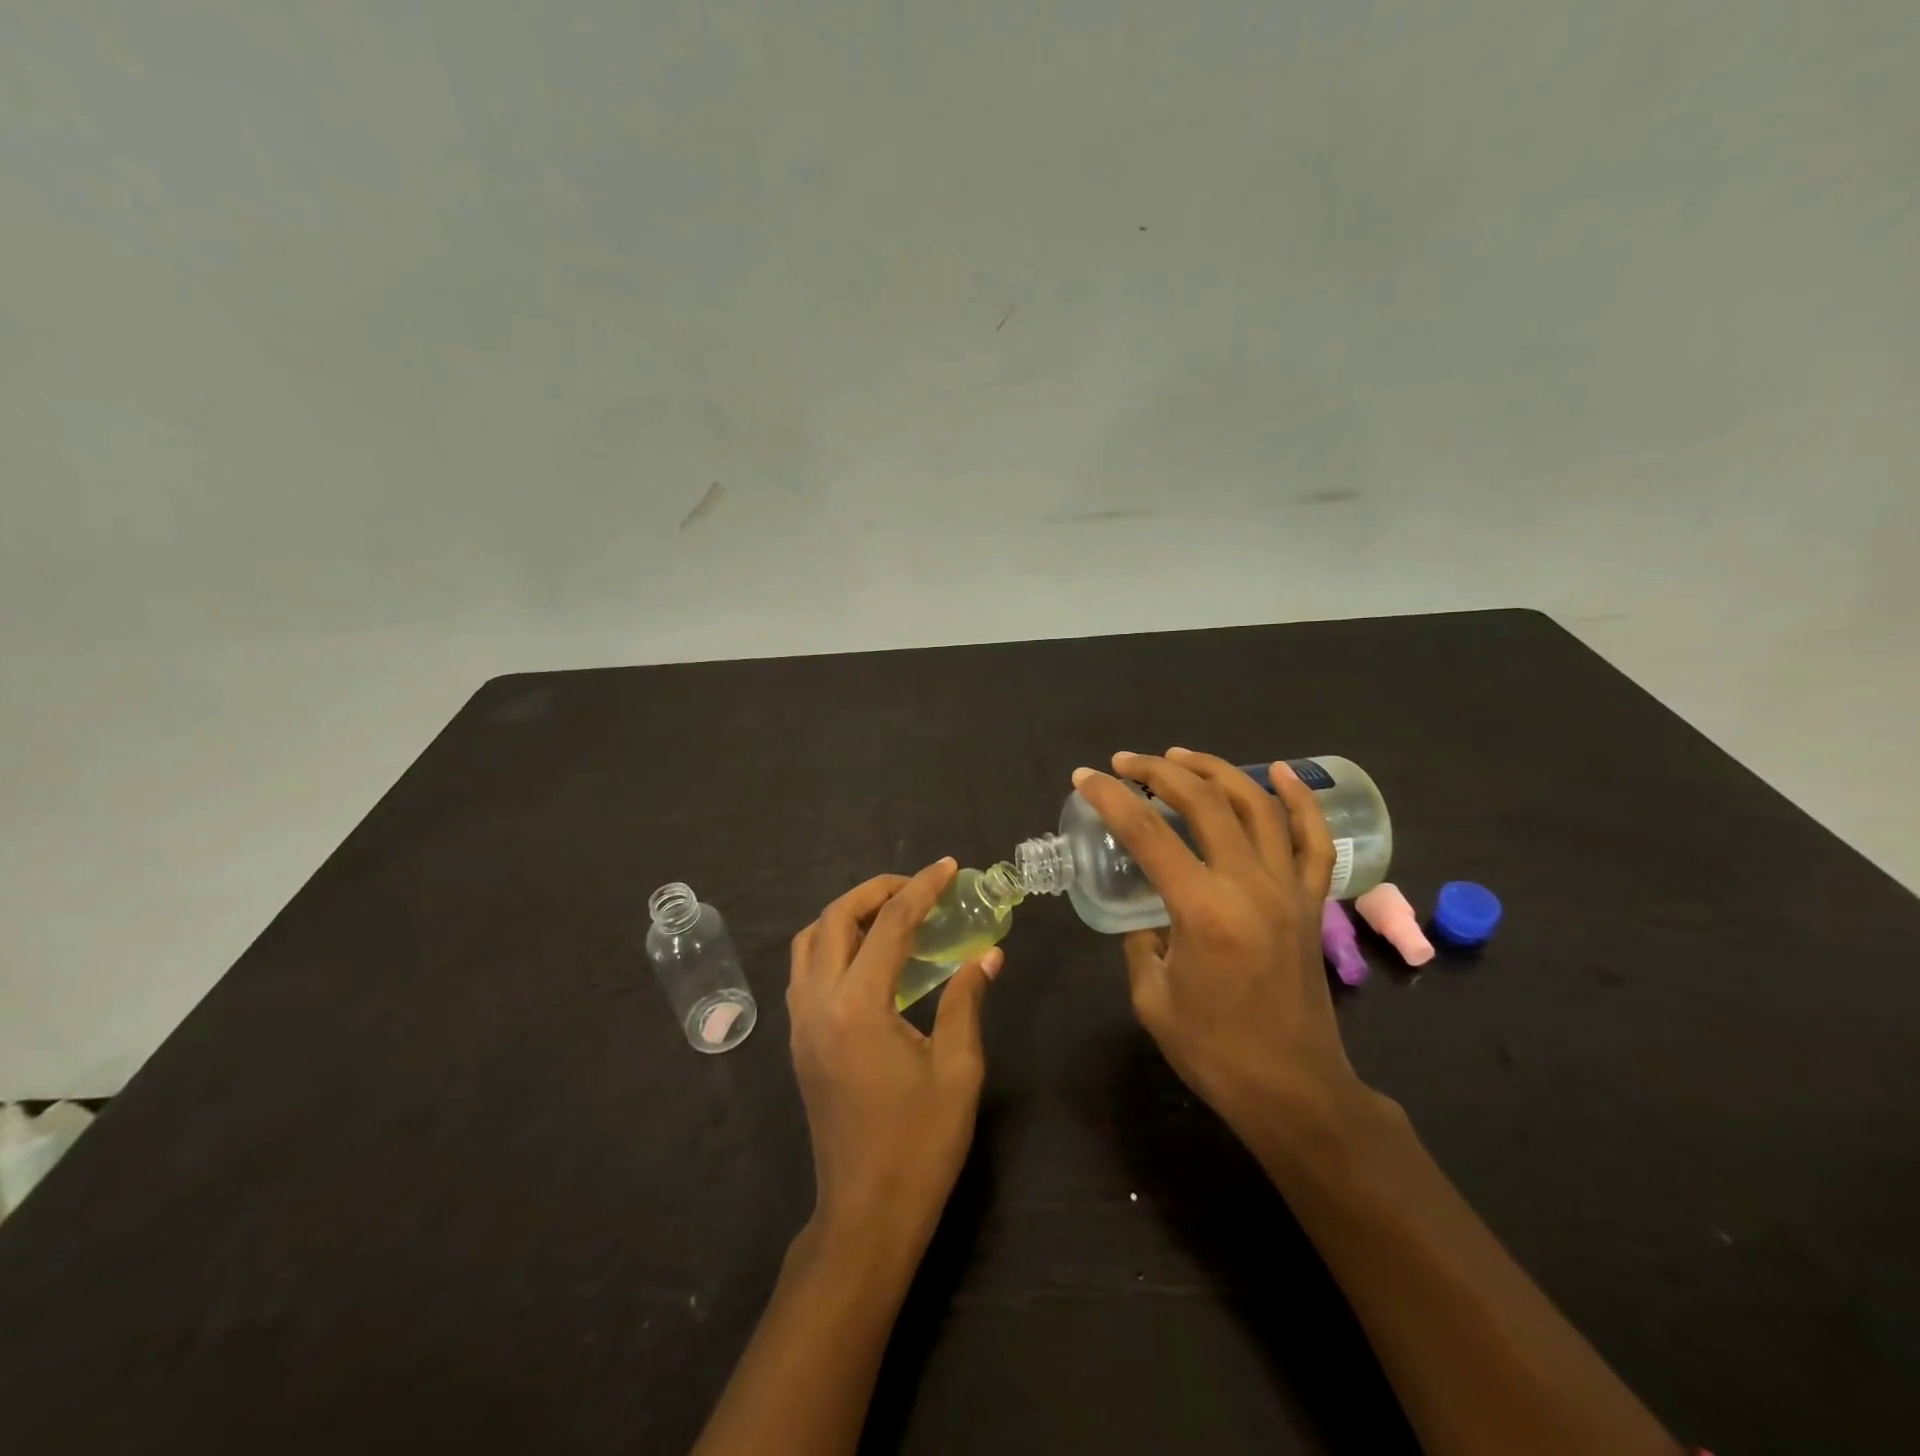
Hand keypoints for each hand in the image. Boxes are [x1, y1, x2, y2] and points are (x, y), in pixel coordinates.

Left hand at [787, 859, 1001, 1259]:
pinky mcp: (798, 1041)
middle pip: (834, 919)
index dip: (921, 889)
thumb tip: (987, 955)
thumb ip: (966, 1001)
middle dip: (874, 890)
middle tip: (916, 886)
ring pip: (808, 942)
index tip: (947, 867)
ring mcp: (800, 1023)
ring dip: (846, 914)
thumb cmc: (919, 1143)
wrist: (866, 1213)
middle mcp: (818, 1004)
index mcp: (858, 1007)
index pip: (890, 925)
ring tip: (889, 913)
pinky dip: (831, 944)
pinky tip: (867, 957)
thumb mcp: (957, 1069)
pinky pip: (804, 970)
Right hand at [1072, 749, 1365, 1136]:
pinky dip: (1298, 799)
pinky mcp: (1312, 901)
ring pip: (1257, 806)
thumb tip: (1144, 910)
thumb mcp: (1152, 996)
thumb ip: (1140, 940)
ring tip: (1180, 756)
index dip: (1111, 798)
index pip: (1148, 834)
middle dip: (1159, 772)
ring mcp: (1288, 889)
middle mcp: (1250, 886)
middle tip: (1126, 762)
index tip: (1086, 778)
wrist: (1294, 1090)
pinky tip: (1276, 771)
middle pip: (1204, 803)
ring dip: (1215, 771)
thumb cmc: (1213, 1051)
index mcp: (1203, 911)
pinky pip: (1313, 839)